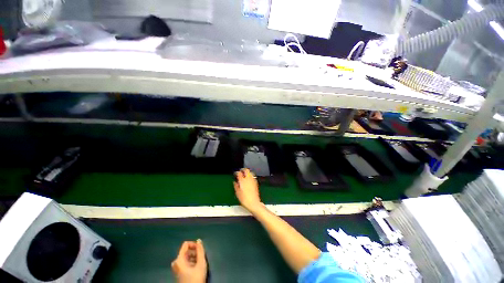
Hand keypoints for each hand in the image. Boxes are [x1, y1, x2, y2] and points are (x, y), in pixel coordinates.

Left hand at [171, 240, 206, 282]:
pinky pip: (185, 262)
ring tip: (200, 262)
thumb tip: (199, 240)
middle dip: (195, 252)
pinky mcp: (179, 272)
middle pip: (186, 251)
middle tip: (201, 257)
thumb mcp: (201, 263)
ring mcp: (176, 268)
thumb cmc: (196, 278)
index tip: (200, 249)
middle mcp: (176, 262)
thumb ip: (200, 250)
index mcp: (179, 259)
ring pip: (186, 257)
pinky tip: (196, 267)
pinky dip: (191, 262)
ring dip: (194, 257)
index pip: (185, 244)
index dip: (194, 244)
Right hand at [234, 168, 262, 212]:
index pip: (239, 173)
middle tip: (241, 171)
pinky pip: (253, 176)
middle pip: (246, 170)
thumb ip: (236, 186)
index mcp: (242, 181)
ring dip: (247, 172)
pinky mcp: (256, 183)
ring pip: (250, 172)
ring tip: (245, 174)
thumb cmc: (244, 199)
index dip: (237, 172)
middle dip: (243, 169)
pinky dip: (250, 176)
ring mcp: (253, 180)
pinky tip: (249, 179)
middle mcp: (248, 179)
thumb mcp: (237, 193)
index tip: (235, 174)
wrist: (253, 203)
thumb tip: (235, 182)